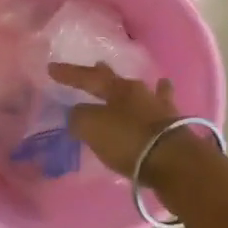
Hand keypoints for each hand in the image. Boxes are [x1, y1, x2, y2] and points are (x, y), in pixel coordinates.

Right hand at [48, 62, 184, 177]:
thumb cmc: (128, 140)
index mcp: (118, 89)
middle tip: (97, 66)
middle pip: (117, 81)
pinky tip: (161, 104)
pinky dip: (157, 107)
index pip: (88, 77)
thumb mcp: (92, 127)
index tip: (51, 68)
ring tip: (135, 84)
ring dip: (136, 90)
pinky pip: (161, 112)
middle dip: (104, 75)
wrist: (174, 162)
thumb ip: (79, 117)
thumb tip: (77, 114)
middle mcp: (141, 92)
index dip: (69, 74)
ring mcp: (161, 109)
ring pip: (144, 93)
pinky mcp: (175, 128)